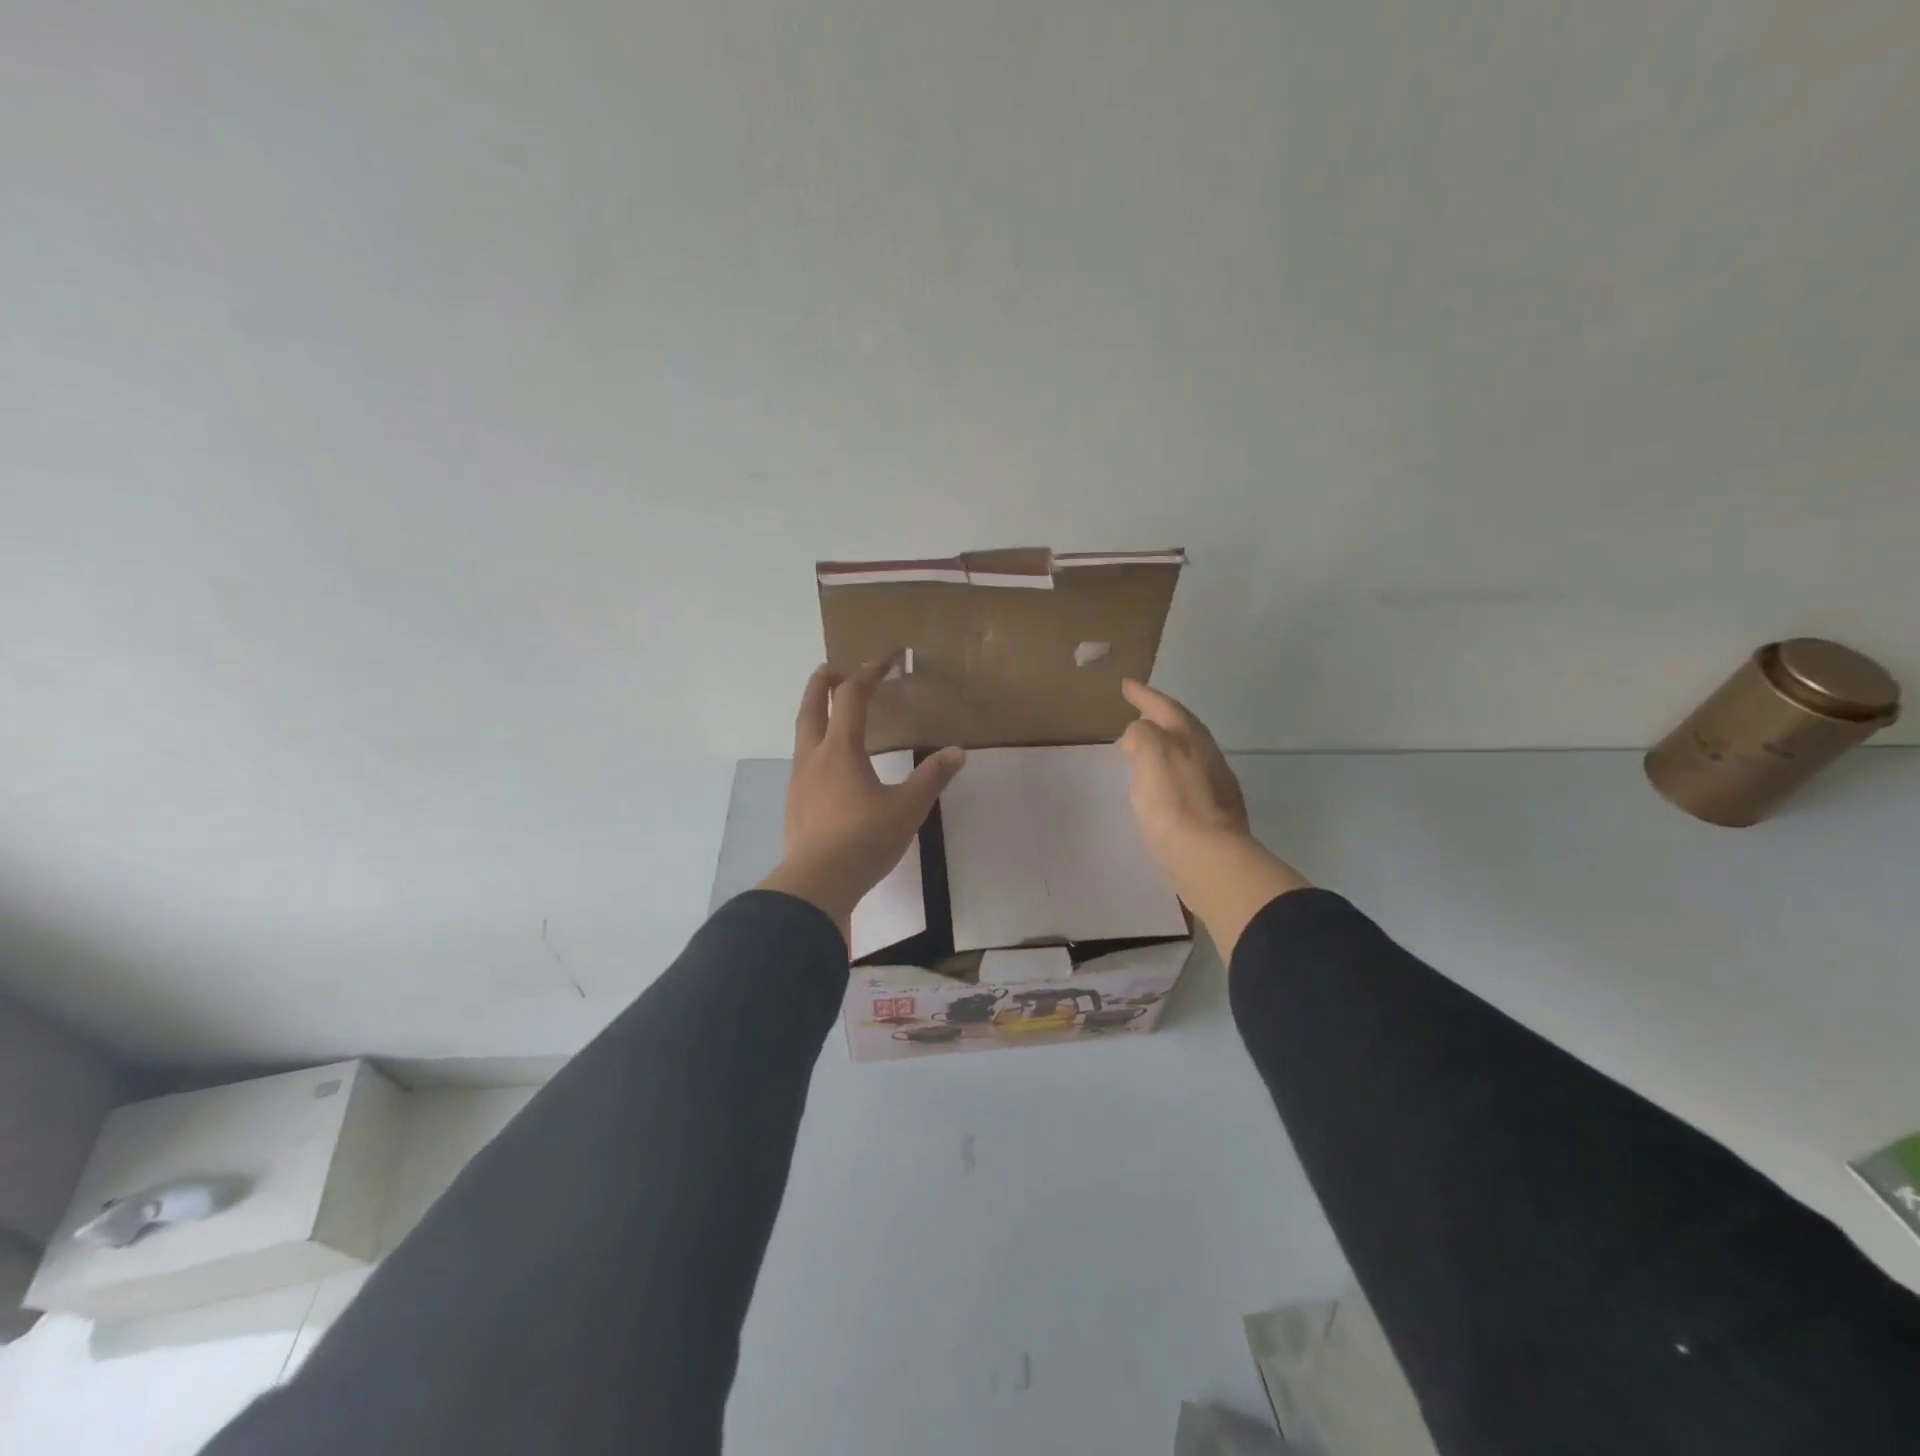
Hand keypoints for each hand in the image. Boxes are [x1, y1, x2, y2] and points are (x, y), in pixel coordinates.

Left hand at [758, 656, 966, 943]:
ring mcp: (798, 780)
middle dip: (823, 682)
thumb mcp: (908, 808)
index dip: (868, 673)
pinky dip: (815, 745)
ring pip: (802, 733)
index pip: (850, 697)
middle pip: (811, 706)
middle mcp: (814, 756)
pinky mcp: (794, 803)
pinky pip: (803, 760)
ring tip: (831, 714)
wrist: (817, 883)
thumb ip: (932, 777)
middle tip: (835, 669)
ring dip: (815, 713)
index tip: (885, 660)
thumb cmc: (865, 839)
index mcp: (841, 749)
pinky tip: (828, 765)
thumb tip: (957, 752)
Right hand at [1117, 679, 1309, 960]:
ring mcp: (1215, 788)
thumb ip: (1143, 735)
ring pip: (1186, 757)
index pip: (1167, 708)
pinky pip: (1185, 783)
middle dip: (1158, 721)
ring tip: (1140, 754)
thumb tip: (1139, 734)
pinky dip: (1167, 776)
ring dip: (1164, 749)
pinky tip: (1158, 790)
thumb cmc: (1175, 804)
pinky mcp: (1213, 816)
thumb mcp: (1152, 755)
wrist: (1209, 861)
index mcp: (1193, 740)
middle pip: (1182, 730)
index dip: (1146, 696)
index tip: (1126, 685)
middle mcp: (1209, 758)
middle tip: (1135, 718)